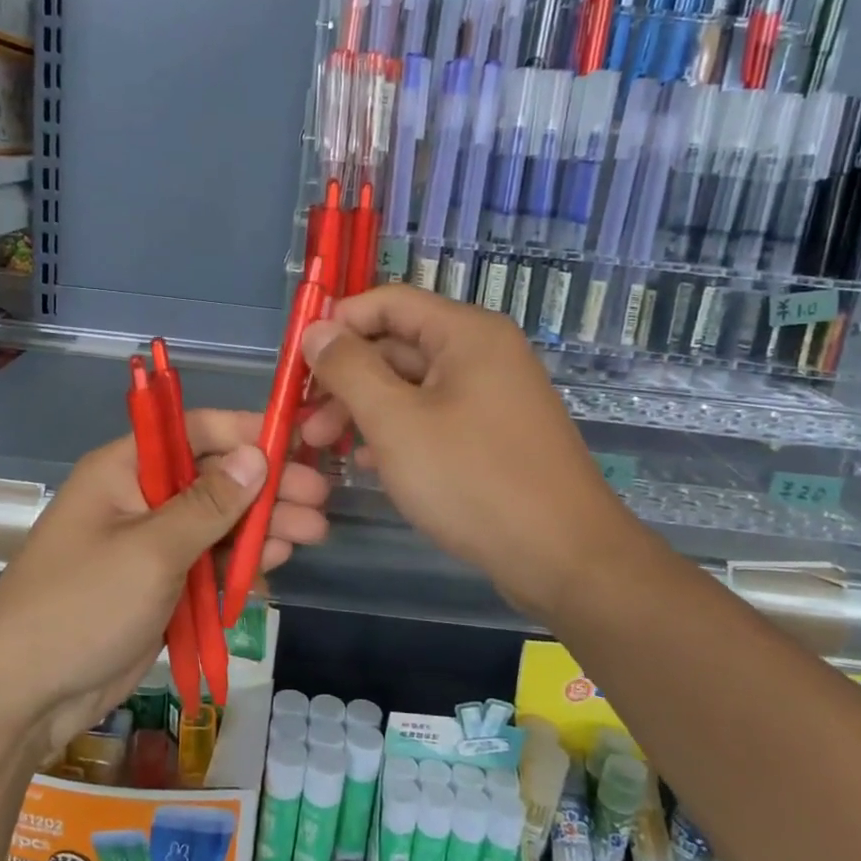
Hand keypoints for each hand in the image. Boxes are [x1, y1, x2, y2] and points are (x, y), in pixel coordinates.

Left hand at [0, 409, 330, 754]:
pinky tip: (273, 566)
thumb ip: (209, 504)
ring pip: (216, 524)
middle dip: (266, 489)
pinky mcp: (157, 585)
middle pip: (213, 479)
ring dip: (261, 528)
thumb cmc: (81, 607)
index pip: (194, 431)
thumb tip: (257, 456)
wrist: (22, 696)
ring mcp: (149, 544)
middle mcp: (138, 497)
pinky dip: (238, 564)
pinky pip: (206, 563)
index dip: (246, 433)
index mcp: (125, 469)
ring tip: (313, 534)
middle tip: (320, 500)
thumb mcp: (151, 550)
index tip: (298, 444)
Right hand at [299, 285, 633, 619]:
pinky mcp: (493, 435)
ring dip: (365, 411)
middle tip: (305, 422)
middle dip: (346, 379)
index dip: (337, 325)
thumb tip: (315, 330)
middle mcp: (482, 354)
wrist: (564, 558)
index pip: (387, 302)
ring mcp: (491, 396)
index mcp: (466, 333)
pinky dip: (398, 433)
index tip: (296, 364)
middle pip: (397, 346)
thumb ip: (349, 369)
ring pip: (412, 387)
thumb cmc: (473, 480)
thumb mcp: (396, 422)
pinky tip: (370, 466)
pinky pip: (434, 418)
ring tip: (327, 449)